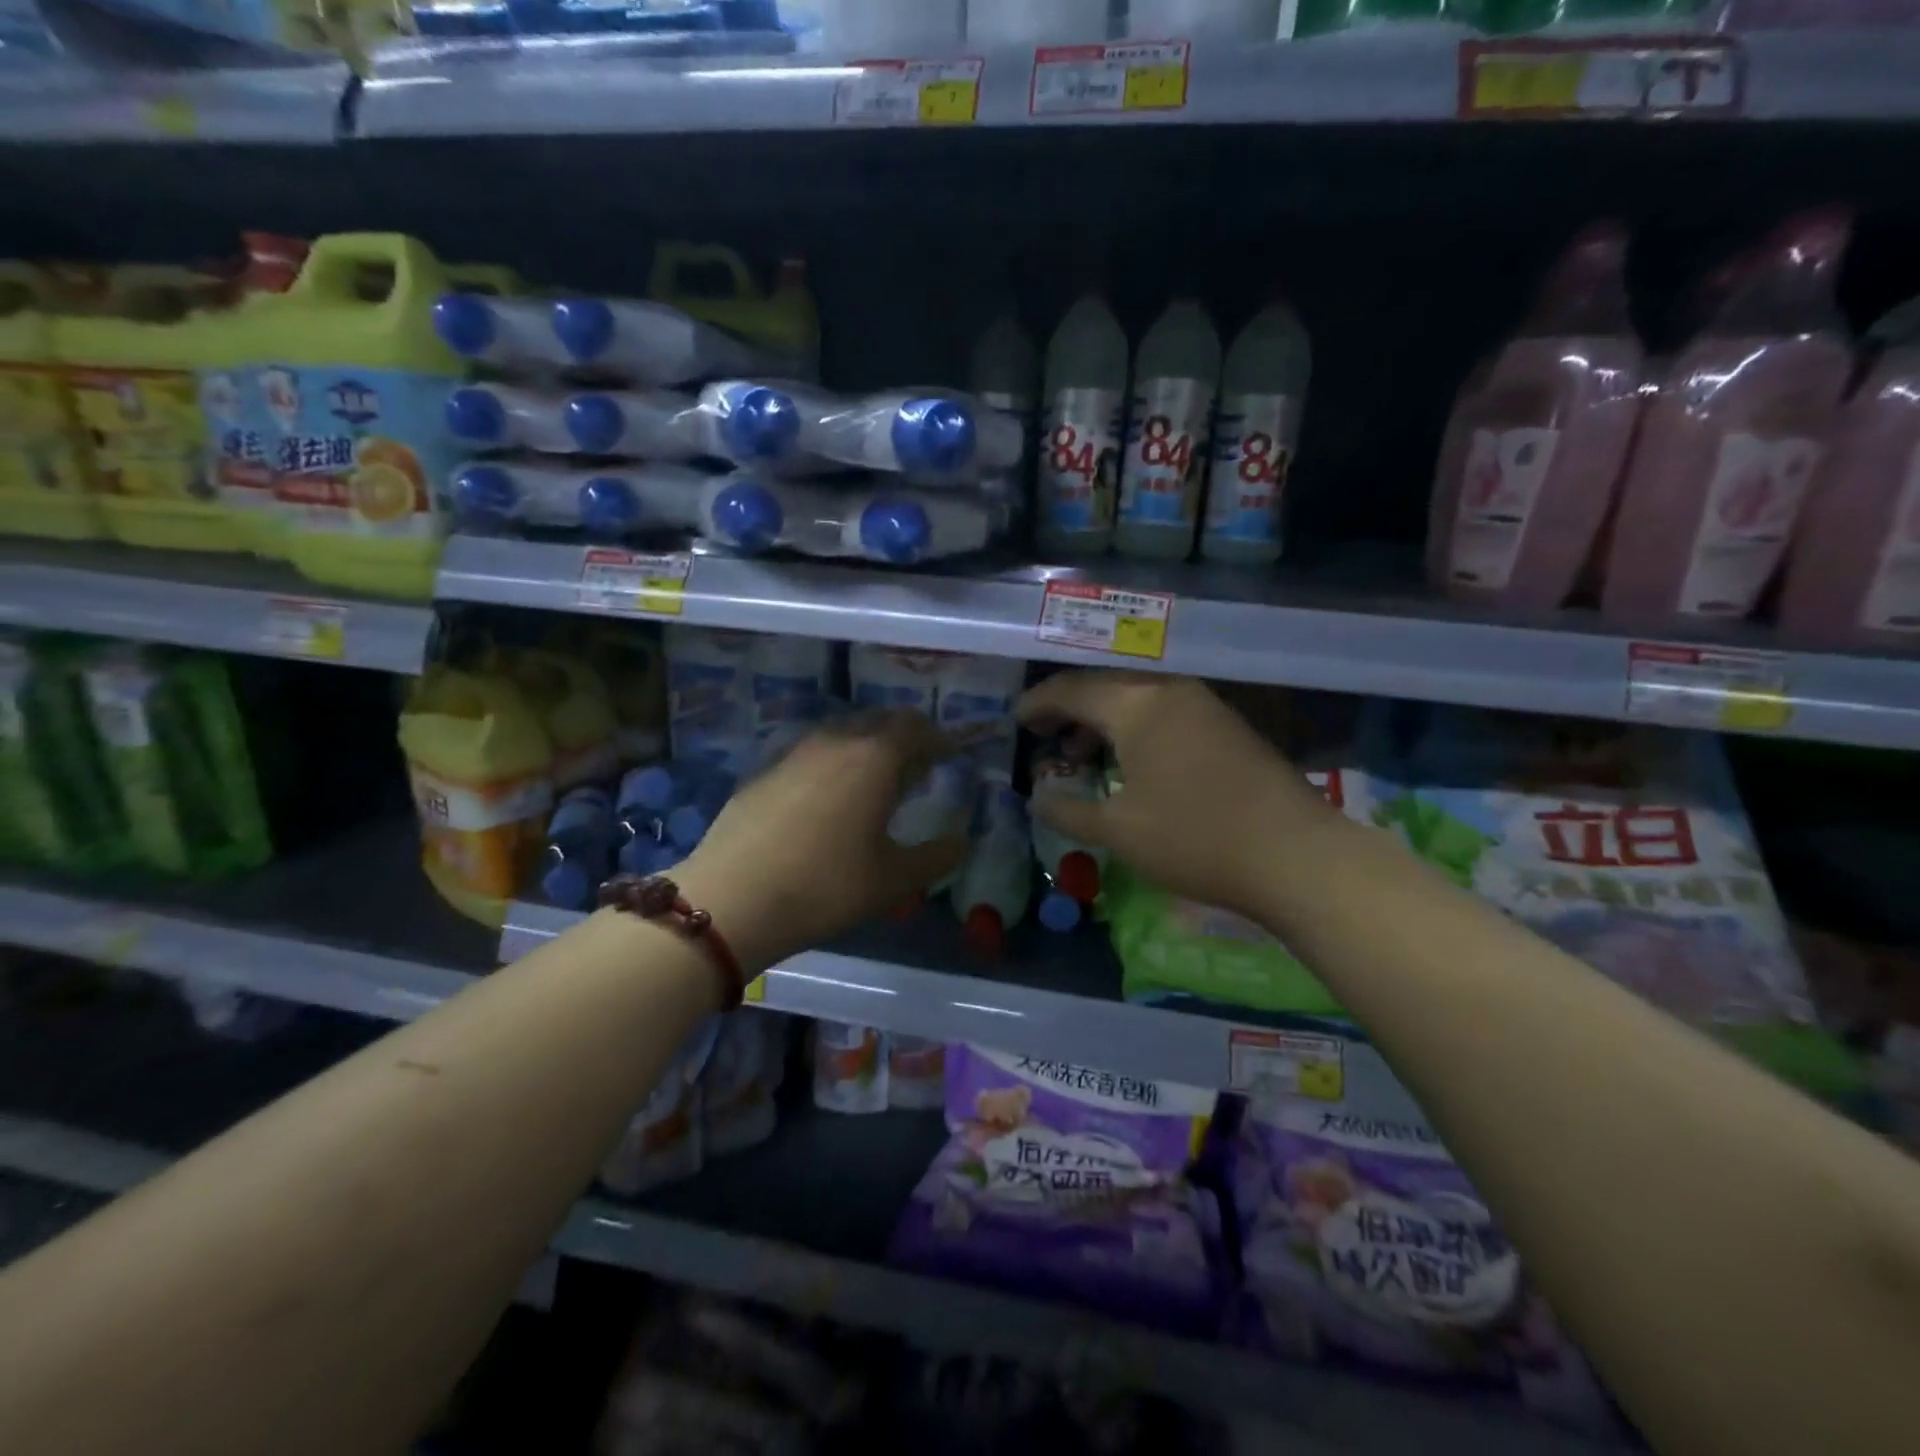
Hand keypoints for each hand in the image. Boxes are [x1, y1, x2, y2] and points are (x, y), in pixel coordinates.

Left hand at [675, 711, 971, 970]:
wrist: (732, 899)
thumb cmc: (826, 888)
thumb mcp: (894, 881)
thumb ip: (937, 856)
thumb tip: (961, 841)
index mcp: (875, 758)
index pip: (918, 728)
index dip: (939, 740)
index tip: (950, 757)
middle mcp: (836, 741)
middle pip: (879, 720)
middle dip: (904, 737)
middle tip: (915, 769)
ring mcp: (794, 753)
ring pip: (841, 732)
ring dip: (865, 747)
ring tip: (872, 782)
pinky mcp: (763, 771)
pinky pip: (810, 753)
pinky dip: (830, 763)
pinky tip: (824, 799)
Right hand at [1016, 671, 1334, 919]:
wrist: (1294, 855)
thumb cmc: (1194, 838)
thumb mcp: (1118, 831)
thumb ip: (1068, 810)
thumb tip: (1037, 798)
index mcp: (1136, 704)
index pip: (1072, 690)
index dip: (1038, 703)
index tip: (1016, 721)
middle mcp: (1169, 690)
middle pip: (1104, 685)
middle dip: (1068, 707)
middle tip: (1043, 734)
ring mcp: (1203, 704)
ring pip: (1136, 696)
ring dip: (1102, 718)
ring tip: (1081, 754)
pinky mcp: (1227, 725)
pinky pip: (1164, 710)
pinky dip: (1134, 726)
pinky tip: (1131, 762)